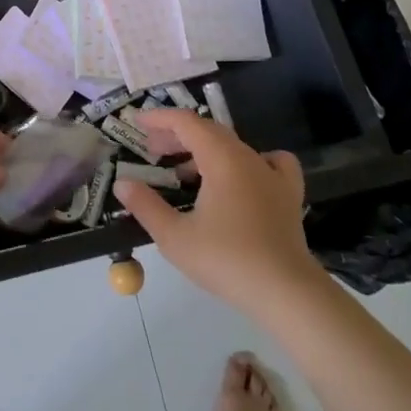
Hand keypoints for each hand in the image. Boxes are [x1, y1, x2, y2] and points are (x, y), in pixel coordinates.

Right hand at [111, 108, 324, 310]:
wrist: (286, 292)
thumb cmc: (227, 260)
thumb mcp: (175, 237)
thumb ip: (145, 206)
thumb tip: (122, 183)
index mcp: (221, 158)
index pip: (186, 122)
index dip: (159, 118)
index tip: (137, 123)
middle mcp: (247, 156)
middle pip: (208, 131)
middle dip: (176, 135)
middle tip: (152, 150)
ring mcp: (272, 174)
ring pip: (233, 146)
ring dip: (204, 149)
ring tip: (183, 171)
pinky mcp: (288, 194)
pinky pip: (270, 161)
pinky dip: (249, 160)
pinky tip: (242, 175)